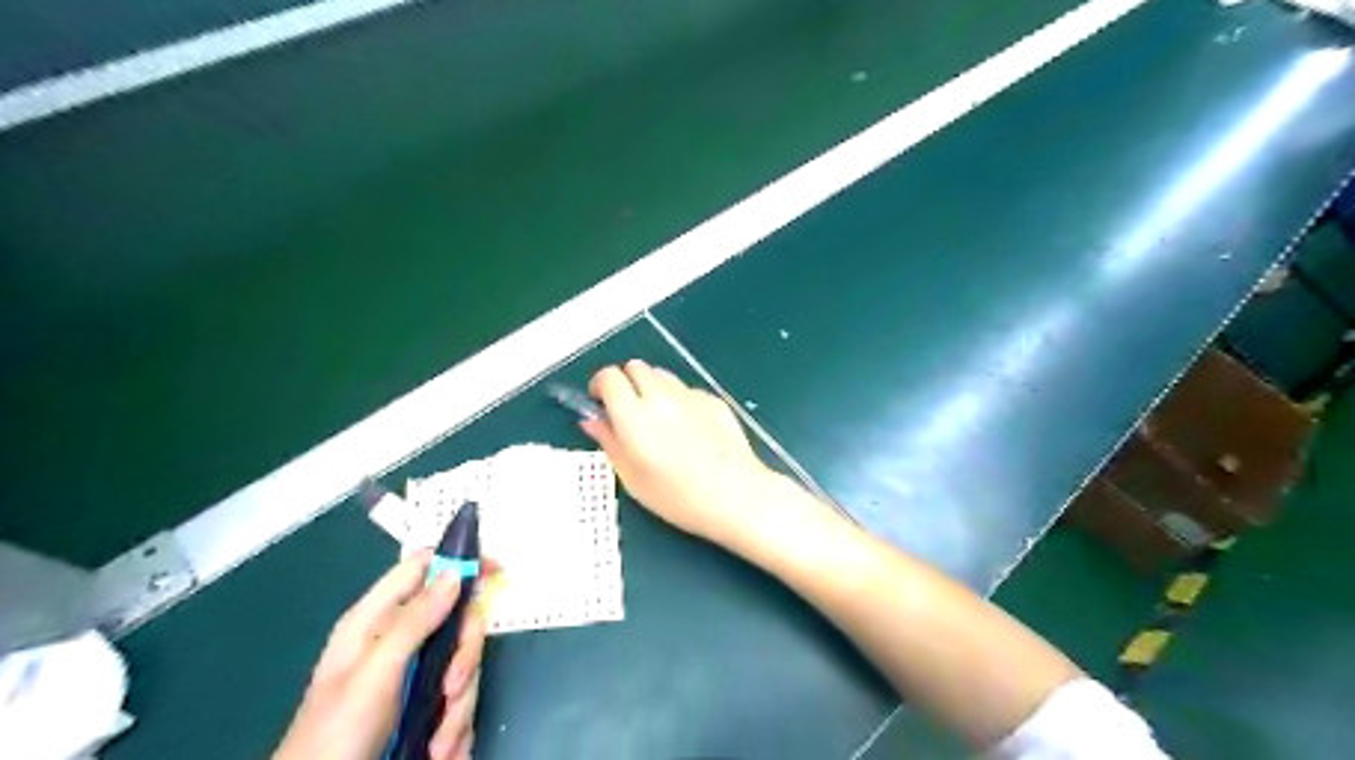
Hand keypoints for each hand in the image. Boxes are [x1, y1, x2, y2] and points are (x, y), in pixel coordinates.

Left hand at [275, 551, 485, 759]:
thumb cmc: (336, 734)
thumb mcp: (374, 673)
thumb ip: (414, 621)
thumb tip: (455, 573)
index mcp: (375, 620)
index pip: (422, 568)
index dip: (458, 561)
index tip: (494, 571)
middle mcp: (399, 641)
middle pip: (458, 620)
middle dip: (464, 658)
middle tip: (450, 689)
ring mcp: (414, 674)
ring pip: (464, 664)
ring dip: (460, 706)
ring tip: (437, 745)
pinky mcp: (426, 706)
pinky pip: (461, 700)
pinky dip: (457, 728)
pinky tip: (439, 751)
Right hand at [575, 359, 778, 545]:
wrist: (736, 496)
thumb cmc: (678, 497)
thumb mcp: (632, 478)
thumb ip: (609, 442)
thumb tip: (592, 421)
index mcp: (634, 416)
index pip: (608, 377)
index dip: (600, 385)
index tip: (599, 401)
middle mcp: (661, 397)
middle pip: (635, 366)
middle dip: (626, 382)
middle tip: (627, 409)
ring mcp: (690, 395)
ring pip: (662, 374)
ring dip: (652, 387)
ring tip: (657, 418)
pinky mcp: (713, 400)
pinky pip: (687, 389)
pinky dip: (679, 400)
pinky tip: (688, 428)